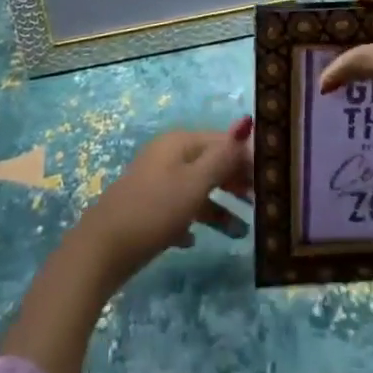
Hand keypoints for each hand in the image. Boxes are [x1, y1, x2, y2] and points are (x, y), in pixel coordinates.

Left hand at [71, 122, 253, 285]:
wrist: (102, 249)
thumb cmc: (154, 210)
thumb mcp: (194, 183)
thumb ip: (222, 157)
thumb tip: (247, 123)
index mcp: (180, 143)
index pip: (222, 142)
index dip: (247, 159)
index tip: (270, 183)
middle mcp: (168, 156)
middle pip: (210, 163)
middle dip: (235, 182)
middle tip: (261, 206)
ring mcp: (155, 182)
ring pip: (196, 189)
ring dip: (219, 208)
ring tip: (241, 233)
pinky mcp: (146, 209)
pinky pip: (178, 209)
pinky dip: (192, 220)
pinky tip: (195, 241)